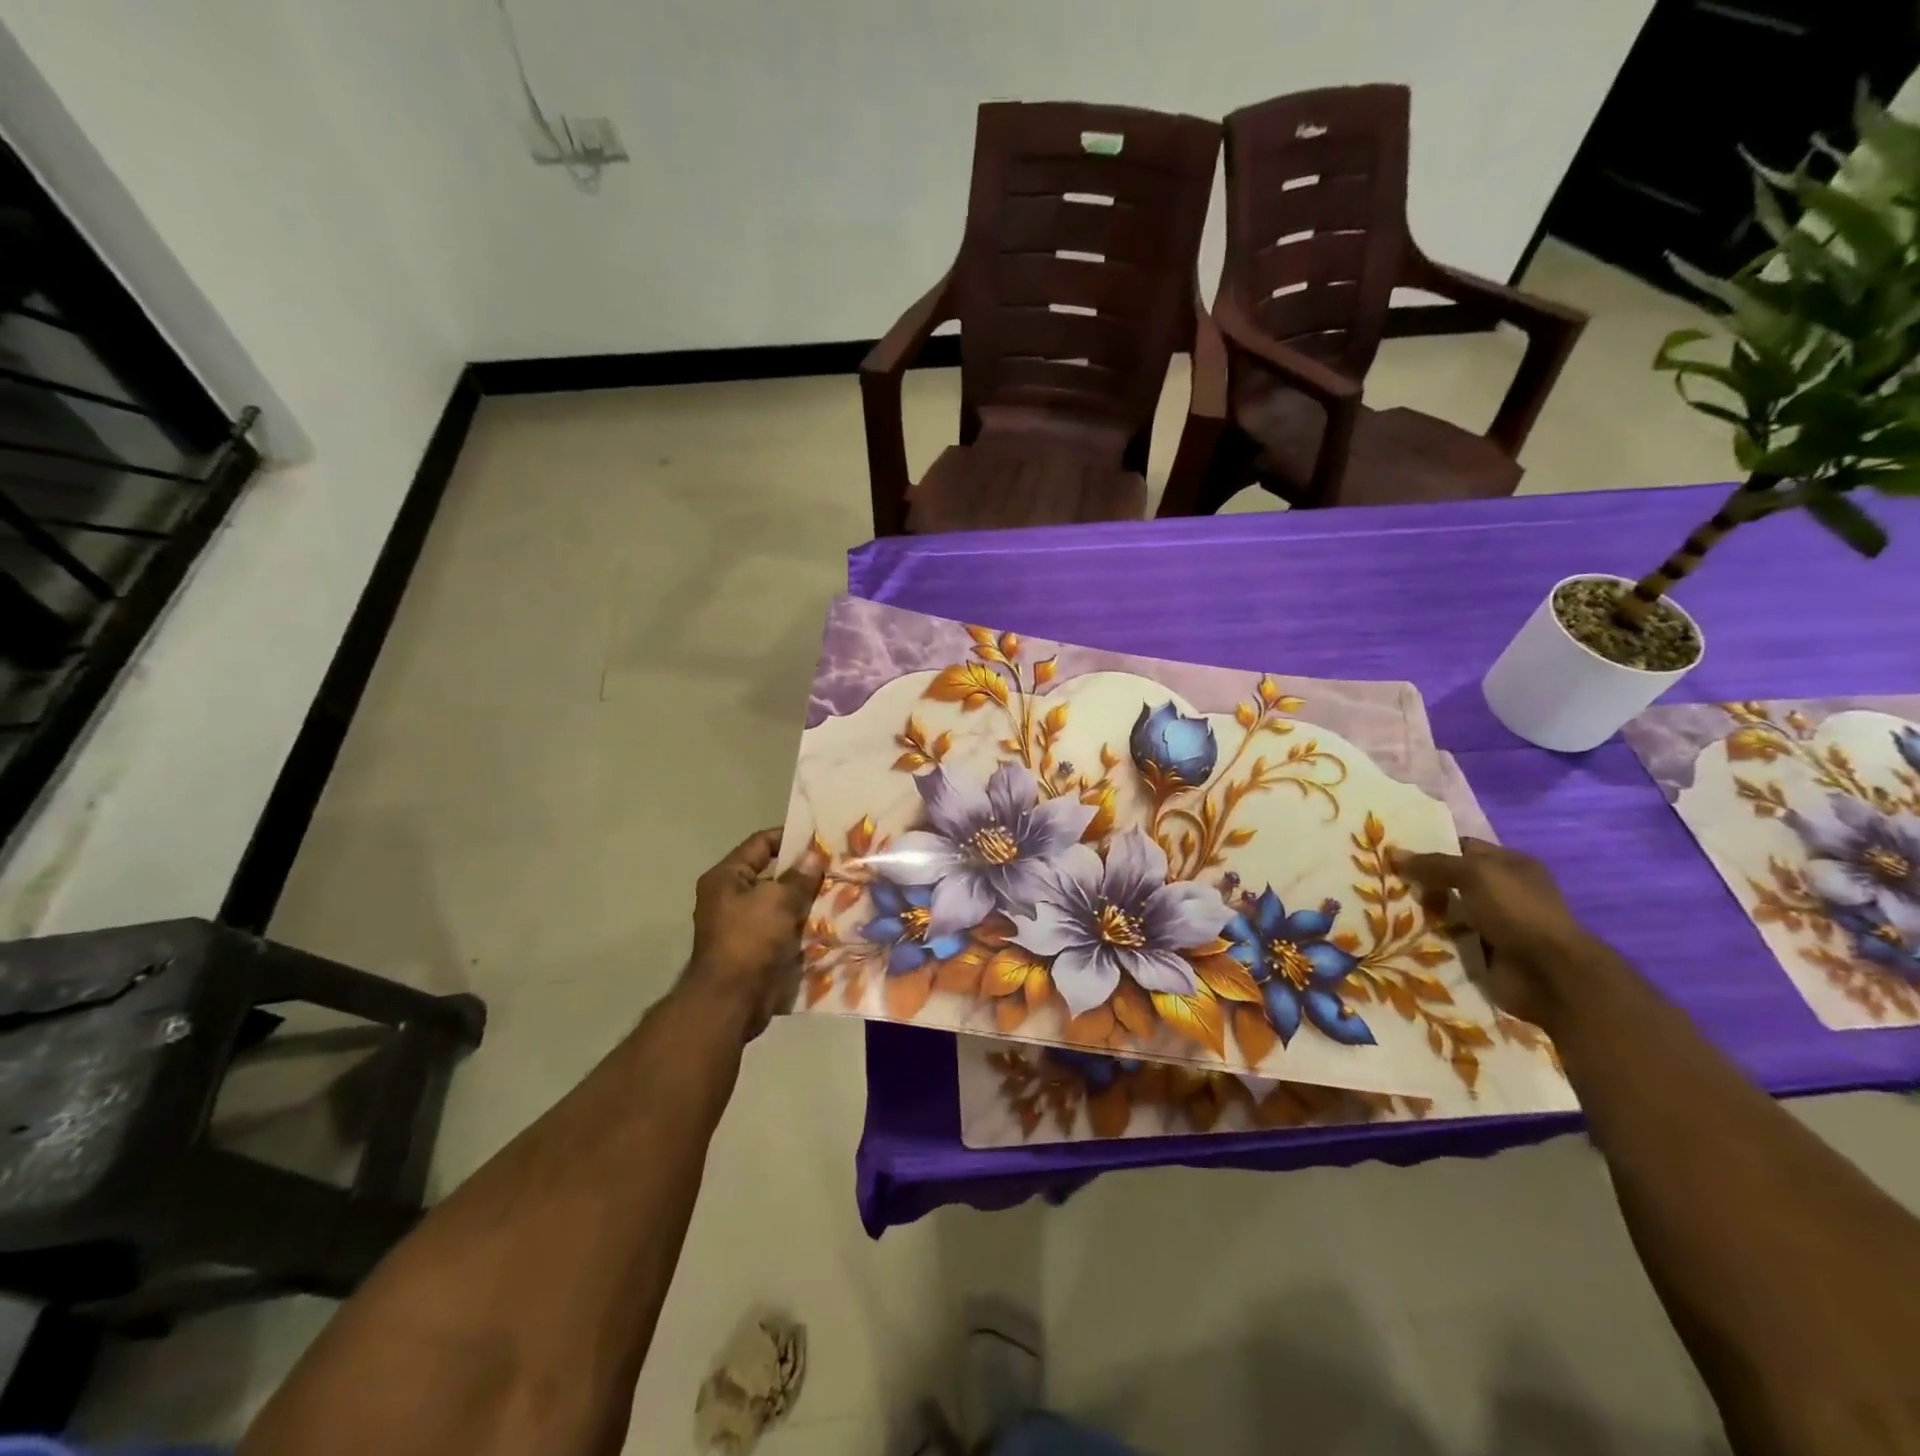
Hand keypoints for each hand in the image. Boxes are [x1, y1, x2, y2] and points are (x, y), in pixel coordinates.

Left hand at [683, 828, 825, 1041]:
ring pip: (782, 906)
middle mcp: (731, 898)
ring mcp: (744, 927)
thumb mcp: (777, 900)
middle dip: (805, 873)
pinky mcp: (757, 951)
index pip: (760, 844)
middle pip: (773, 876)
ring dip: (808, 903)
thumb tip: (814, 855)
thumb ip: (799, 877)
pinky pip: (785, 932)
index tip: (821, 838)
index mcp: (727, 878)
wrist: (732, 1001)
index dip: (790, 837)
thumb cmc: (749, 939)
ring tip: (842, 894)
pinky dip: (804, 929)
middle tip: (838, 867)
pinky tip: (832, 924)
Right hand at [1393, 838, 1601, 1028]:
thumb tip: (1394, 854)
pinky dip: (1427, 938)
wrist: (1548, 975)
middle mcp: (1503, 891)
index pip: (1462, 847)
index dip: (1428, 847)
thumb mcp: (1475, 874)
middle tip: (1379, 881)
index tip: (1391, 853)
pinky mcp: (1482, 952)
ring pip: (1444, 911)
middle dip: (1418, 882)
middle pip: (1449, 881)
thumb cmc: (1517, 912)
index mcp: (1510, 865)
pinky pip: (1446, 939)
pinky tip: (1397, 933)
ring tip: (1381, 907)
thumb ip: (1435, 863)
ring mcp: (1493, 923)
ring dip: (1419, 912)